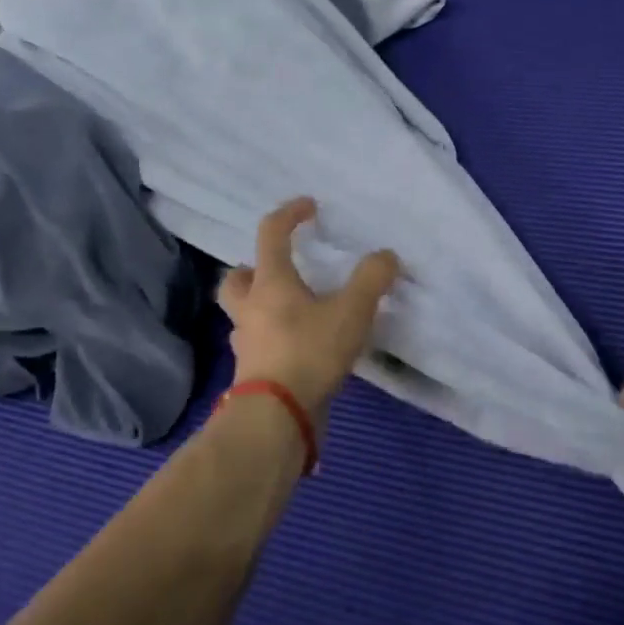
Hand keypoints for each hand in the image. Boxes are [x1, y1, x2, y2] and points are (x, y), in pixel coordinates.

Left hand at [218, 198, 399, 420]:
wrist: (276, 417)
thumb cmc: (309, 352)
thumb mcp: (352, 311)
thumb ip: (372, 279)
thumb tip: (387, 257)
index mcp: (270, 283)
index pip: (271, 234)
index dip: (289, 214)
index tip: (309, 206)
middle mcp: (250, 309)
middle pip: (237, 278)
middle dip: (253, 268)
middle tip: (280, 270)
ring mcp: (247, 343)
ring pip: (244, 314)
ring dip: (262, 305)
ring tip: (294, 310)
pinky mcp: (252, 374)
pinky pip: (258, 345)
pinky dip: (274, 339)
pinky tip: (299, 347)